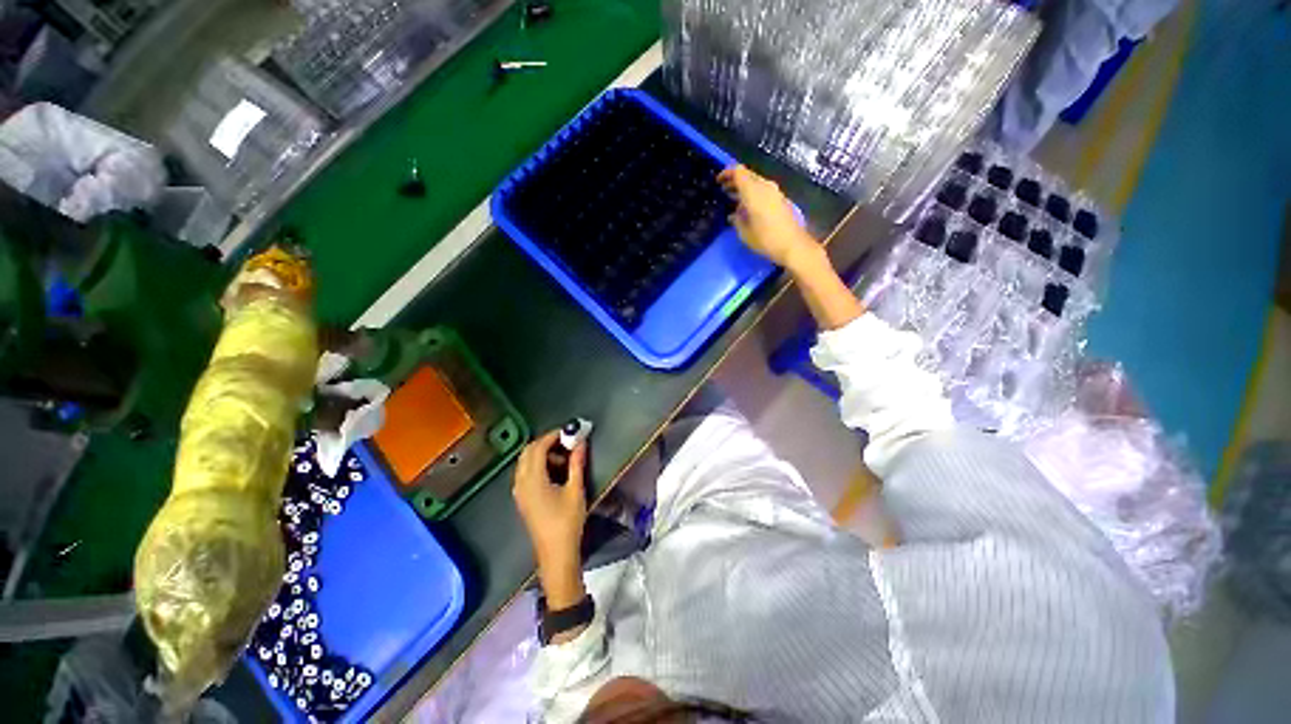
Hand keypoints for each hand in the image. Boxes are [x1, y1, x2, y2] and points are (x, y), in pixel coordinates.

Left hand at [513, 431, 587, 607]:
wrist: (556, 554)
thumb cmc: (567, 522)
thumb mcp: (575, 490)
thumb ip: (576, 464)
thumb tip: (580, 442)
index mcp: (532, 480)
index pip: (537, 448)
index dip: (552, 436)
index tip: (568, 432)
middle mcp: (521, 483)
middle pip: (528, 452)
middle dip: (546, 443)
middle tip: (566, 442)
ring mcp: (519, 492)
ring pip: (525, 462)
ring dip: (542, 454)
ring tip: (564, 459)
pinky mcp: (522, 499)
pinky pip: (526, 473)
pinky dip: (538, 465)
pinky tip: (555, 473)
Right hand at [718, 165, 819, 269]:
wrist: (793, 245)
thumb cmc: (766, 240)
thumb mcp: (745, 233)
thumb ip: (737, 220)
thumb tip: (733, 214)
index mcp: (753, 192)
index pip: (738, 172)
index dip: (727, 173)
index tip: (718, 181)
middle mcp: (765, 186)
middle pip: (747, 175)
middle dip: (734, 180)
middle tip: (724, 191)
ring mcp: (775, 192)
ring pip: (756, 182)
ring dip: (744, 188)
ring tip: (733, 199)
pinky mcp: (781, 199)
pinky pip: (763, 190)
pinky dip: (752, 194)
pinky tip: (748, 207)